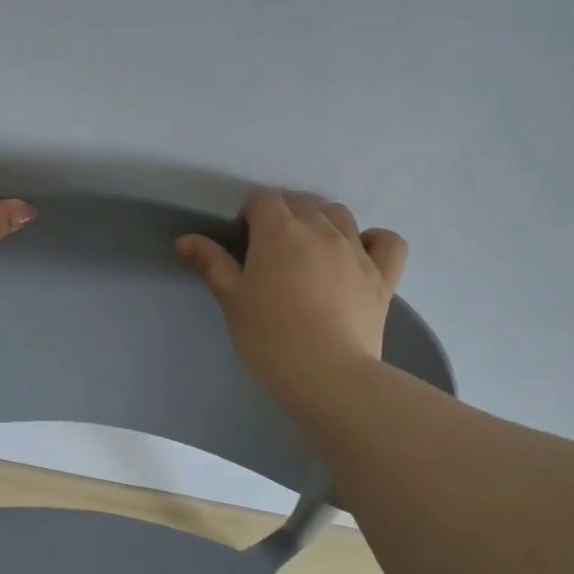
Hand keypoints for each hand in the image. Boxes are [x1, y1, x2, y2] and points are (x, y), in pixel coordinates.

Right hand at [176, 193, 406, 401]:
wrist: (325, 373)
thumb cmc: (268, 336)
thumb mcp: (232, 299)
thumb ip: (211, 263)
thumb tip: (186, 239)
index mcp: (279, 231)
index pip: (262, 200)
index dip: (250, 215)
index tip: (244, 243)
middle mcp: (320, 229)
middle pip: (300, 203)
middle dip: (283, 217)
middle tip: (271, 253)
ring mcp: (356, 249)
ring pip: (339, 215)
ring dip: (321, 223)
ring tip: (310, 252)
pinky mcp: (383, 274)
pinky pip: (387, 240)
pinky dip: (373, 240)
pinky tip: (359, 255)